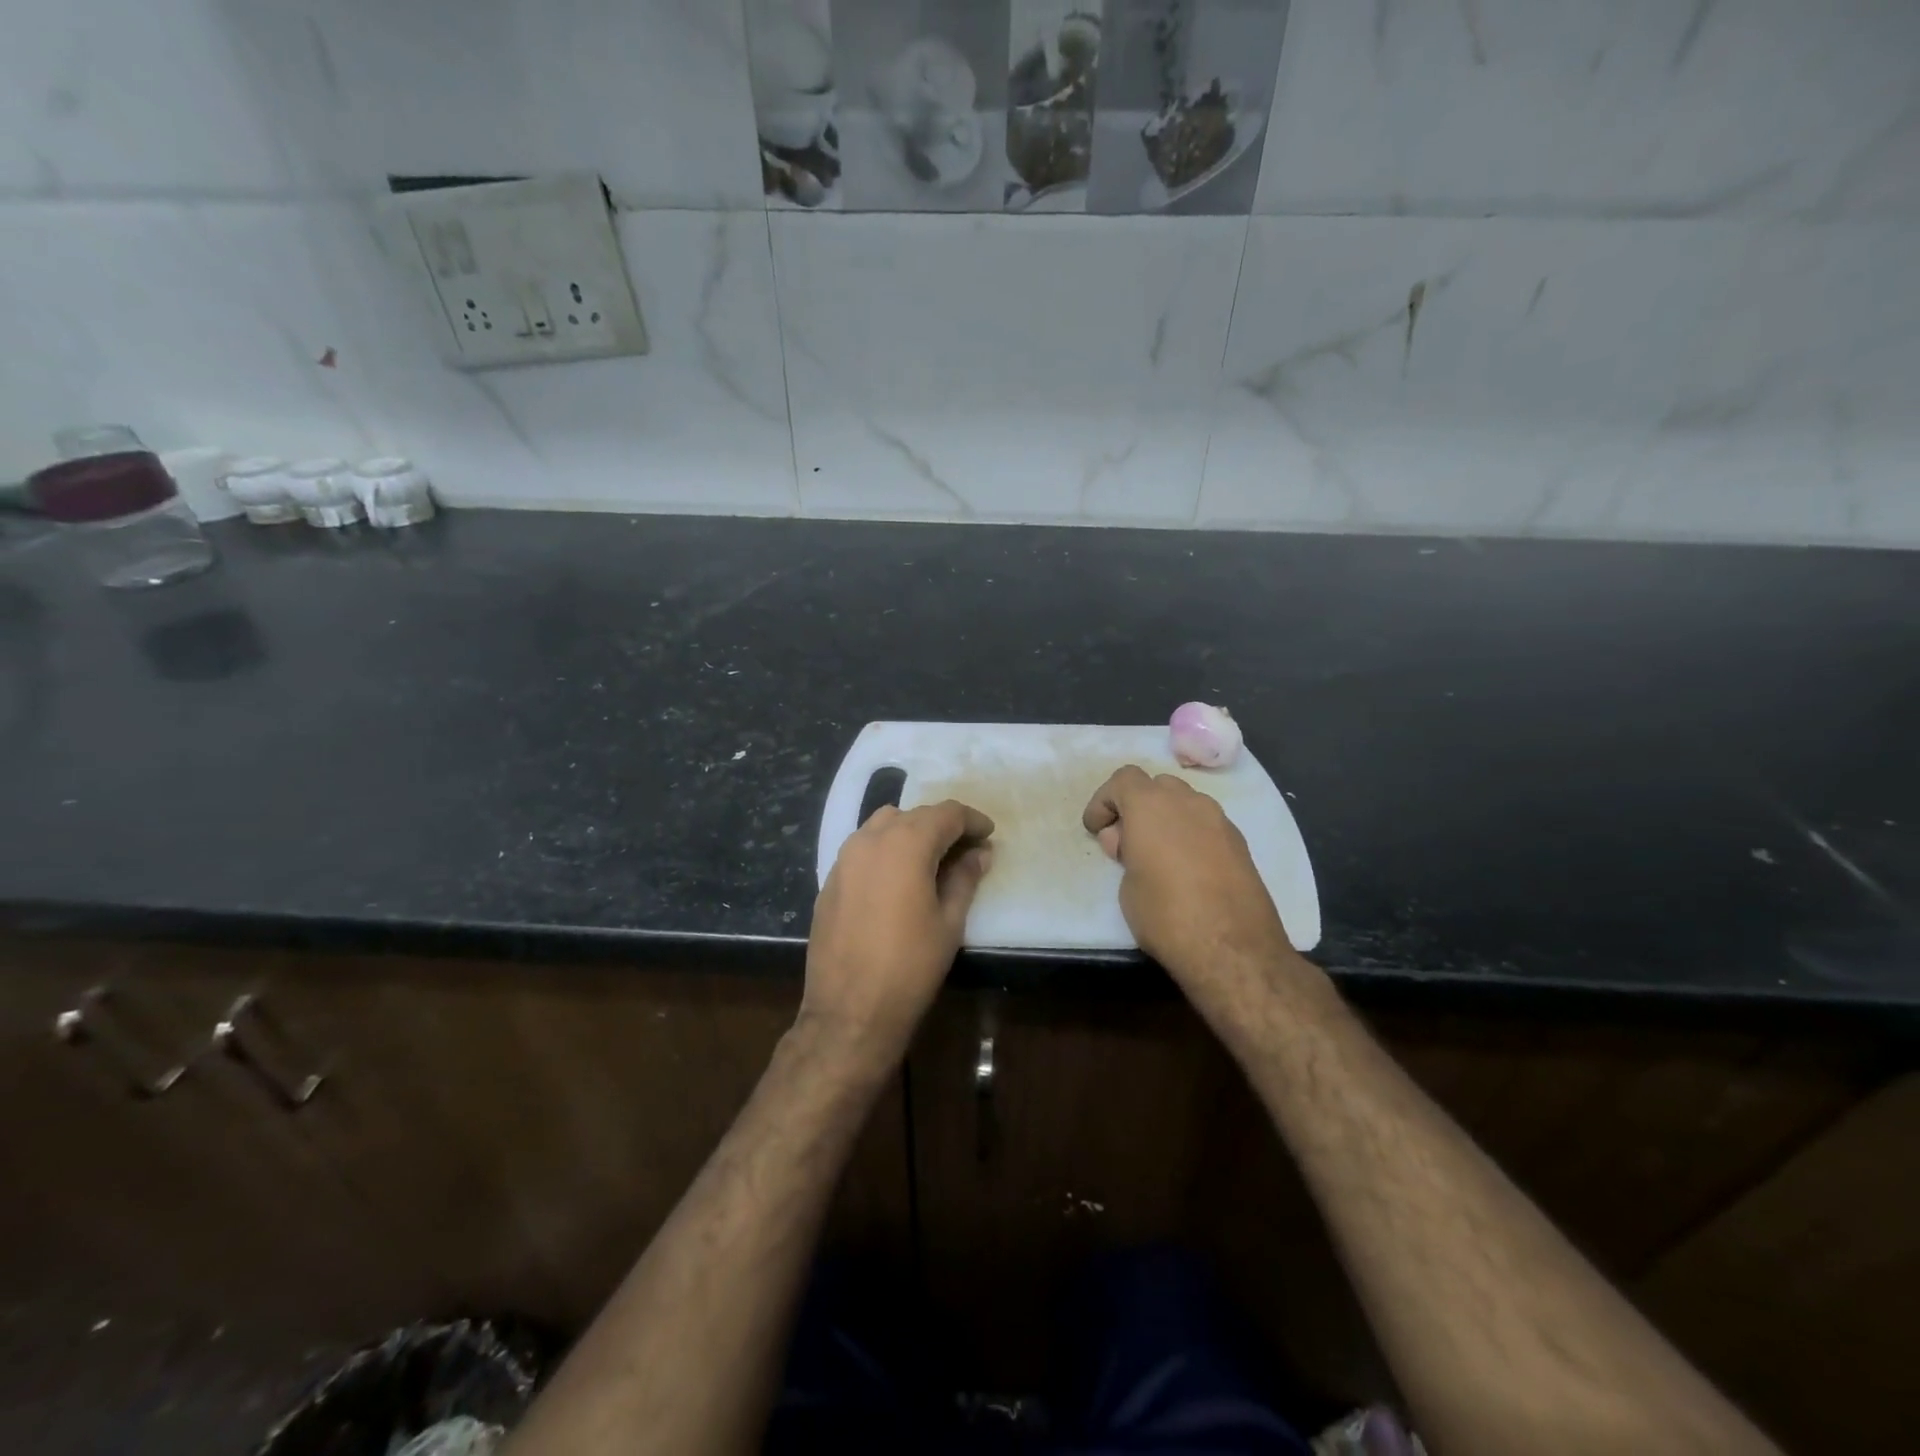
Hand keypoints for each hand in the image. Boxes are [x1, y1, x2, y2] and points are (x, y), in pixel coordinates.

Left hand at [802, 800, 993, 1067]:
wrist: (849, 1011)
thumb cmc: (910, 966)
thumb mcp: (949, 922)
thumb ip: (965, 878)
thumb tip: (979, 853)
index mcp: (906, 844)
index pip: (946, 813)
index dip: (972, 821)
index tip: (989, 835)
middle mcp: (871, 839)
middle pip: (915, 815)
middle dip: (943, 826)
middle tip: (967, 849)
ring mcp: (844, 858)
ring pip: (884, 825)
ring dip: (912, 832)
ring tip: (932, 860)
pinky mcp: (830, 880)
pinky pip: (863, 848)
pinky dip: (887, 850)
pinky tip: (898, 879)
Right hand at [1082, 765, 1294, 993]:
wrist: (1233, 948)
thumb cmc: (1166, 914)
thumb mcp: (1127, 887)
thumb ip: (1125, 853)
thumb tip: (1128, 842)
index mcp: (1151, 805)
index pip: (1123, 779)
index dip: (1104, 801)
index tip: (1097, 829)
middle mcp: (1188, 802)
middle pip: (1157, 786)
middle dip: (1138, 806)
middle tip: (1126, 841)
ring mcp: (1219, 820)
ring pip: (1185, 803)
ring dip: (1166, 819)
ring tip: (1156, 856)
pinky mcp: (1240, 843)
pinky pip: (1206, 825)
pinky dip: (1190, 835)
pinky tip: (1186, 868)